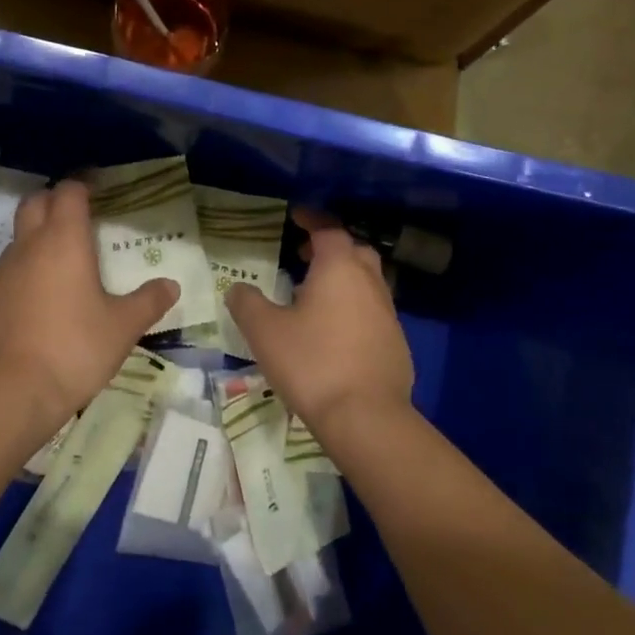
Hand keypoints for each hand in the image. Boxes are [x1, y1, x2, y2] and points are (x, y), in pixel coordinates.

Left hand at [0, 180, 178, 420]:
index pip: (69, 192)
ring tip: (58, 272)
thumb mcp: (122, 328)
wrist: (10, 393)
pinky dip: (19, 280)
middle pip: (34, 203)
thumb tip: (171, 285)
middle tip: (75, 220)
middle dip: (53, 202)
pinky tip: (34, 310)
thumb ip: (148, 302)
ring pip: (16, 241)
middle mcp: (27, 247)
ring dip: (35, 243)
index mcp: (64, 241)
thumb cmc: (74, 349)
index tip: (97, 192)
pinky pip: (3, 277)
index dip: (82, 186)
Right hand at [226, 209, 414, 438]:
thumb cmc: (312, 363)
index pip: (328, 229)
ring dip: (344, 280)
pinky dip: (354, 309)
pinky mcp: (396, 343)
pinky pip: (373, 312)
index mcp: (339, 268)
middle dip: (331, 248)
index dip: (312, 219)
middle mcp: (369, 282)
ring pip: (367, 282)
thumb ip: (247, 303)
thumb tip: (238, 289)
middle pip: (354, 251)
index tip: (296, 216)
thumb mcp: (264, 331)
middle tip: (305, 256)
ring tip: (315, 296)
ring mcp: (388, 313)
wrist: (366, 418)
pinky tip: (335, 333)